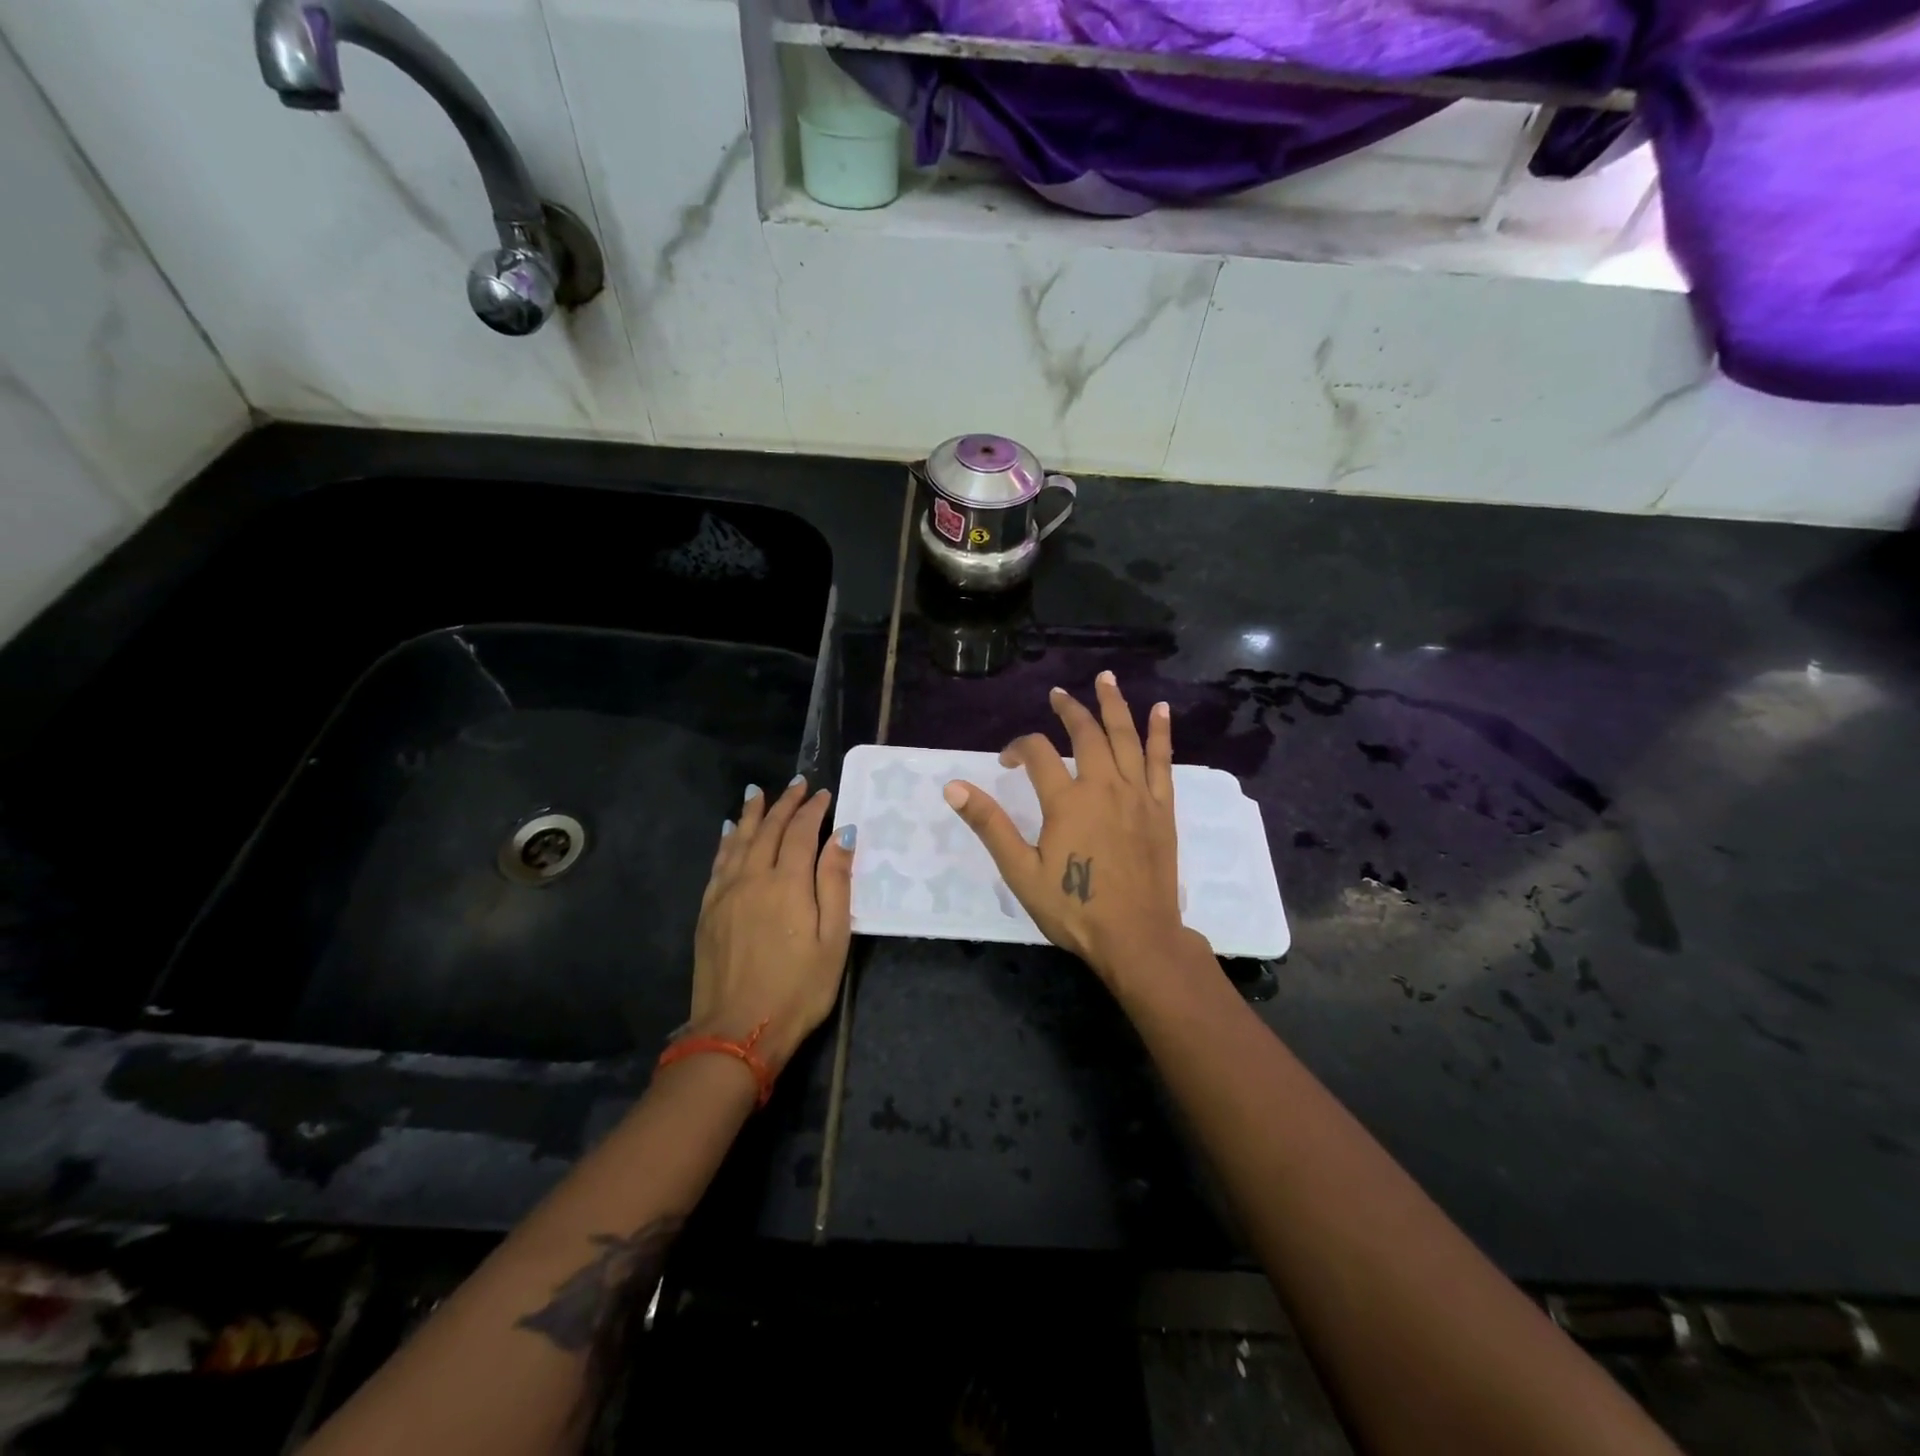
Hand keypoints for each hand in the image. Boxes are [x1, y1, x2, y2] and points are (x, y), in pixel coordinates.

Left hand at [687, 775, 853, 1074]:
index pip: (800, 832)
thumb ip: (836, 882)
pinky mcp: (708, 911)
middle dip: (784, 804)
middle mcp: (753, 878)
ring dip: (751, 814)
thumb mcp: (833, 939)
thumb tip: (843, 834)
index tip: (824, 794)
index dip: (813, 810)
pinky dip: (726, 841)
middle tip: (797, 784)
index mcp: (787, 883)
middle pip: (768, 829)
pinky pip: (718, 863)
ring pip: (739, 840)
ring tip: (758, 793)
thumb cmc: (798, 988)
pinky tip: (729, 831)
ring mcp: (725, 893)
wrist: (737, 1031)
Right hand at [942, 672, 1205, 992]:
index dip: (1018, 748)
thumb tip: (954, 786)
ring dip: (1114, 705)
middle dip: (1069, 711)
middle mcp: (1103, 786)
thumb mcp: (1021, 871)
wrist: (1137, 937)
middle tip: (1057, 695)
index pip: (1038, 754)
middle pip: (1086, 734)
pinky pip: (1162, 761)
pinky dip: (1160, 734)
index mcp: (1066, 801)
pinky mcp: (1161, 808)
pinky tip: (1161, 710)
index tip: (1007, 762)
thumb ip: (989, 825)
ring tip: (1106, 679)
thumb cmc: (1074, 908)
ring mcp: (1137, 795)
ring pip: (1125, 737)